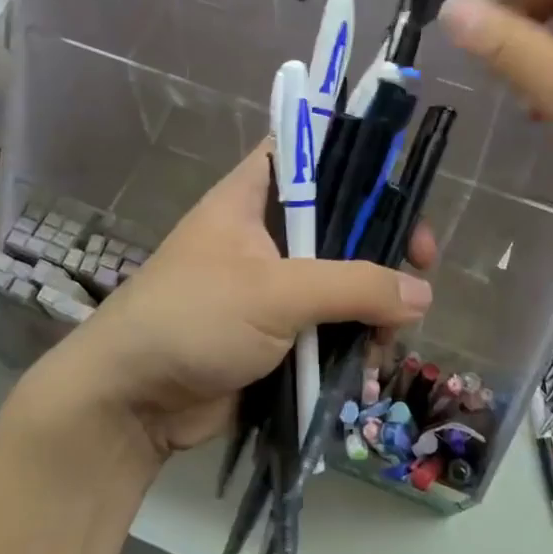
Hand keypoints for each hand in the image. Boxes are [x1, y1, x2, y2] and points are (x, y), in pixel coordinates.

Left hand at [29, 145, 434, 462]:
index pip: (311, 151)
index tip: (400, 188)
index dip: (358, 159)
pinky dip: (355, 337)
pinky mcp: (278, 331)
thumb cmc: (193, 320)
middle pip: (340, 218)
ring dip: (373, 301)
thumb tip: (422, 294)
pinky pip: (330, 322)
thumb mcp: (275, 292)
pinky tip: (370, 362)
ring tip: (391, 335)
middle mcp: (265, 231)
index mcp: (253, 196)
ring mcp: (272, 283)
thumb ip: (353, 286)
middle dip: (382, 242)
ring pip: (342, 276)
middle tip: (421, 265)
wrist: (130, 403)